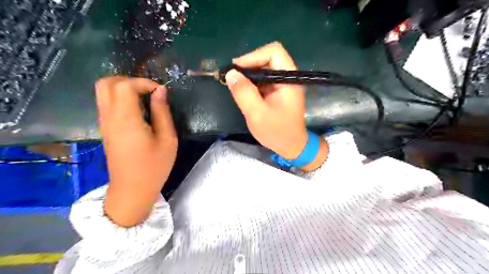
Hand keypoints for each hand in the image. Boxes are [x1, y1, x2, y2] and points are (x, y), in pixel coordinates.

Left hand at [94, 76, 176, 225]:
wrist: (133, 189)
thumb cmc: (154, 166)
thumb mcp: (168, 139)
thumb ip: (162, 112)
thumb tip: (161, 91)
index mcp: (126, 120)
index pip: (125, 85)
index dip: (144, 82)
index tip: (161, 92)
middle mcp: (110, 117)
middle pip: (106, 83)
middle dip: (129, 80)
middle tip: (149, 92)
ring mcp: (105, 123)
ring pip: (103, 92)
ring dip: (124, 88)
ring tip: (146, 99)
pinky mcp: (106, 129)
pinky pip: (107, 103)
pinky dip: (121, 98)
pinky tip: (138, 110)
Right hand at [226, 42, 327, 169]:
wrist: (291, 146)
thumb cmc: (277, 132)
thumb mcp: (257, 114)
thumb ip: (244, 93)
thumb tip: (231, 73)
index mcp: (289, 79)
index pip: (274, 52)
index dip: (253, 56)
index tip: (236, 69)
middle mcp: (288, 77)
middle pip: (268, 58)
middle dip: (248, 65)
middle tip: (232, 77)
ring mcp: (283, 84)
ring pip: (264, 68)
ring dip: (248, 74)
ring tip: (235, 84)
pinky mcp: (278, 91)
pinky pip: (263, 79)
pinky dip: (252, 82)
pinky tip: (243, 91)